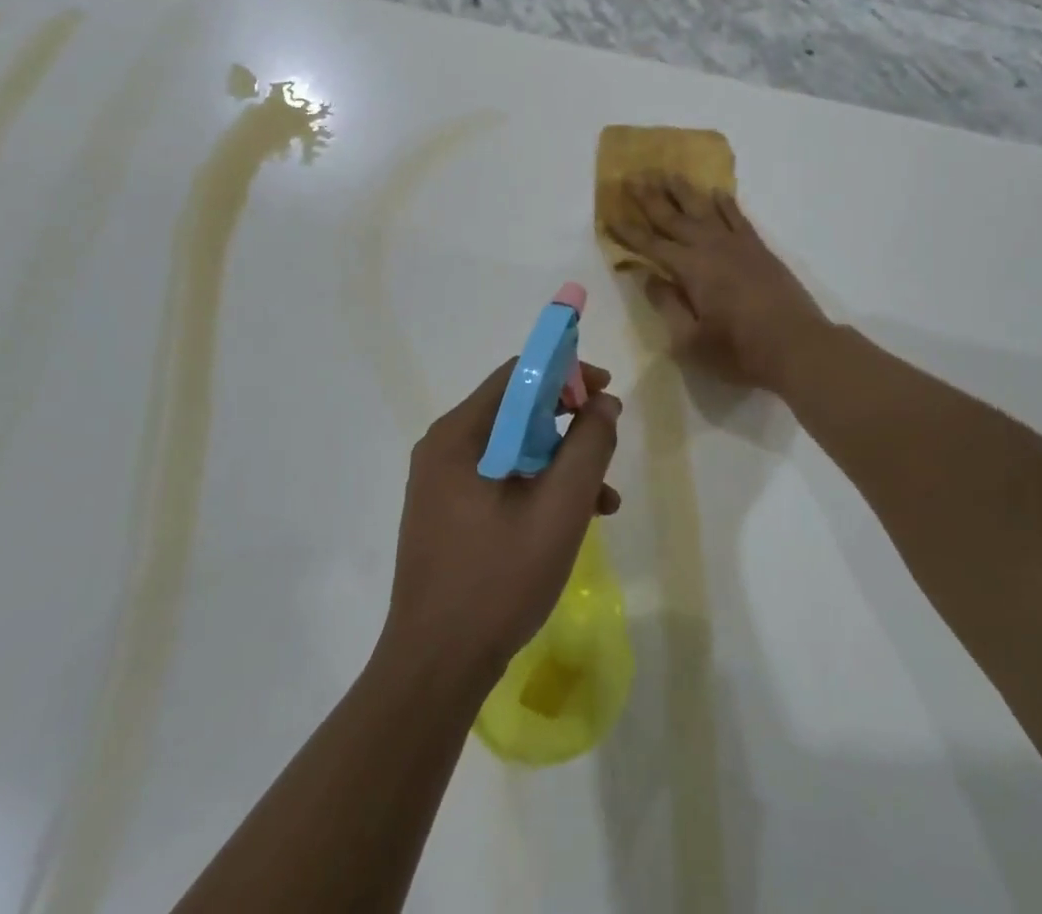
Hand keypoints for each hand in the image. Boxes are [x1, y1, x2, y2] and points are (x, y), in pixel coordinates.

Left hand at [381, 361, 622, 686]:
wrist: (435, 668)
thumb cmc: (498, 580)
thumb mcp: (560, 508)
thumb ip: (589, 446)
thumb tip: (603, 402)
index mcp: (460, 435)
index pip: (519, 374)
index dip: (567, 374)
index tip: (605, 396)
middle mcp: (444, 448)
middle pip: (517, 410)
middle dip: (569, 423)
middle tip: (607, 444)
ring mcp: (442, 482)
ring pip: (514, 448)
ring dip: (560, 462)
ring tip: (603, 498)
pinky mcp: (448, 512)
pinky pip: (500, 478)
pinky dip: (538, 487)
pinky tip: (573, 520)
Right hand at [609, 175, 830, 393]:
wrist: (798, 346)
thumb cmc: (740, 351)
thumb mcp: (691, 341)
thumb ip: (667, 305)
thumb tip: (647, 277)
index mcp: (690, 269)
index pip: (651, 245)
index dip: (628, 231)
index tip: (609, 214)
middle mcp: (711, 247)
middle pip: (674, 217)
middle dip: (650, 198)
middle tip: (631, 177)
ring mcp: (738, 244)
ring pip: (704, 208)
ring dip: (683, 190)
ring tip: (666, 173)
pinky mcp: (759, 248)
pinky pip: (737, 216)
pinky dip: (725, 202)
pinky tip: (716, 192)